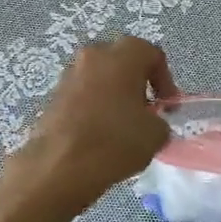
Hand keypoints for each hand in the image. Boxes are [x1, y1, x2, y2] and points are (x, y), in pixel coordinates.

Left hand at [10, 37, 178, 214]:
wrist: (59, 166)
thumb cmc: (115, 141)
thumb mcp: (156, 134)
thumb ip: (159, 120)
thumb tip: (150, 122)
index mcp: (123, 55)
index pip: (152, 54)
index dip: (165, 80)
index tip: (167, 107)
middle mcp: (94, 55)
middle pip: (123, 60)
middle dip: (137, 82)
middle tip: (145, 111)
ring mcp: (70, 73)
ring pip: (100, 76)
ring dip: (113, 94)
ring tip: (120, 125)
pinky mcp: (53, 95)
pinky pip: (82, 93)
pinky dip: (93, 106)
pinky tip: (98, 134)